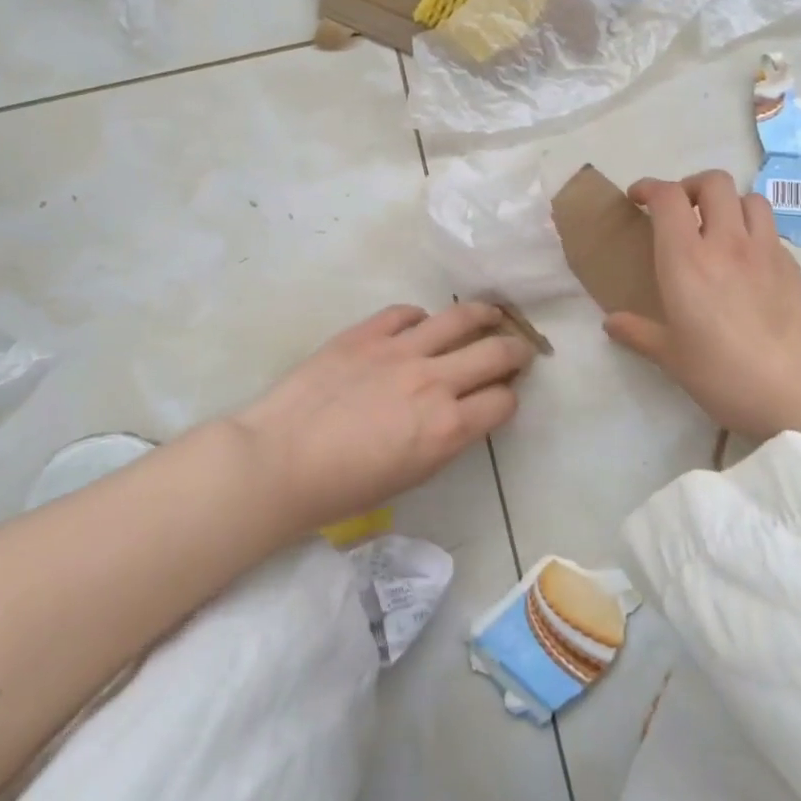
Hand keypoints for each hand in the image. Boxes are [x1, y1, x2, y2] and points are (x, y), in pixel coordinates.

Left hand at [228, 302, 534, 535]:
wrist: (280, 460)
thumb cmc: (344, 487)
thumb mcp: (411, 476)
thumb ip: (445, 440)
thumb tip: (461, 413)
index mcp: (447, 427)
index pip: (502, 400)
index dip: (509, 398)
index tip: (504, 395)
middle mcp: (434, 381)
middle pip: (495, 353)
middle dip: (516, 350)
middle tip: (519, 348)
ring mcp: (400, 350)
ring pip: (460, 318)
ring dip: (484, 314)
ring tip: (491, 313)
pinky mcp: (367, 332)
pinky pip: (406, 312)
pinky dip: (420, 317)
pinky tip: (420, 324)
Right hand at [603, 171, 800, 438]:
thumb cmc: (724, 375)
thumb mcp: (672, 358)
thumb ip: (639, 333)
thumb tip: (611, 323)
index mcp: (687, 260)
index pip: (668, 197)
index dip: (649, 187)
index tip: (637, 199)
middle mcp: (727, 243)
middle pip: (713, 182)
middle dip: (691, 186)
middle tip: (681, 211)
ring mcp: (766, 251)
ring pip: (749, 198)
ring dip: (729, 203)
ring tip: (718, 229)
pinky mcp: (794, 267)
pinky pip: (771, 231)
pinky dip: (754, 232)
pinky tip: (748, 263)